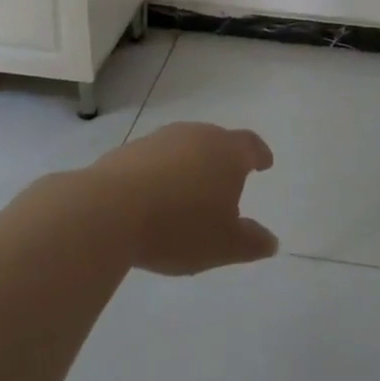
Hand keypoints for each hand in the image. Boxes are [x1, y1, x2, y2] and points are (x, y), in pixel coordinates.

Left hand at [88, 123, 278, 275]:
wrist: (109, 210)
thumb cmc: (180, 226)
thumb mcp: (224, 245)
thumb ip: (252, 242)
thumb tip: (270, 241)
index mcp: (226, 152)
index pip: (250, 145)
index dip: (259, 154)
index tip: (264, 163)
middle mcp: (196, 135)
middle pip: (217, 141)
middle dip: (224, 160)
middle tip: (226, 183)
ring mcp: (160, 139)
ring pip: (184, 148)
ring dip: (190, 166)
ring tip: (189, 194)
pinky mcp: (128, 151)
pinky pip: (155, 160)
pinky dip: (162, 174)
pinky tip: (155, 198)